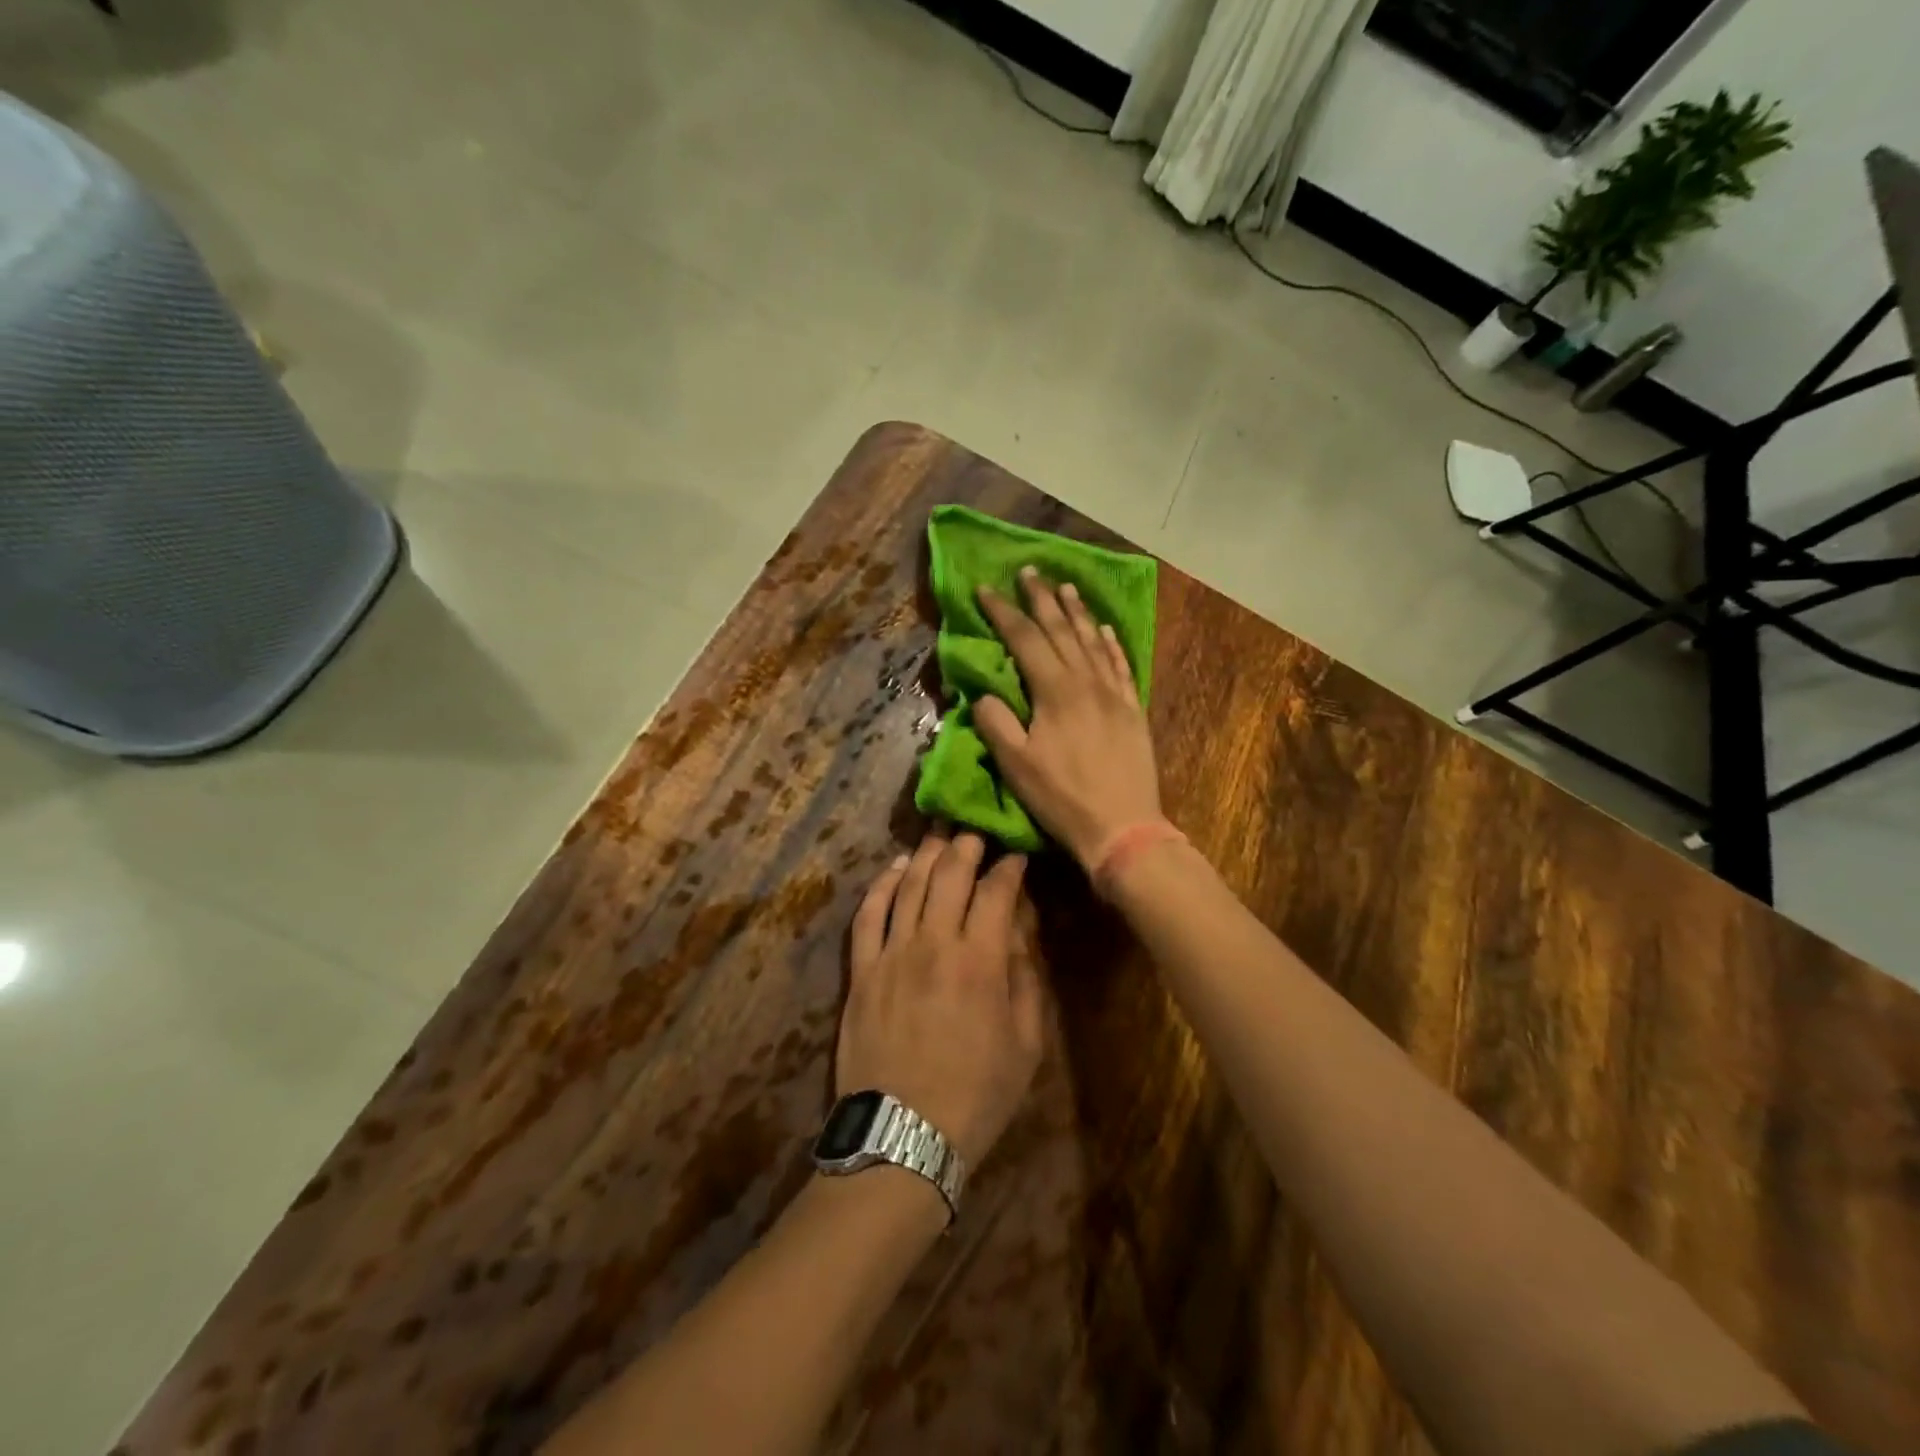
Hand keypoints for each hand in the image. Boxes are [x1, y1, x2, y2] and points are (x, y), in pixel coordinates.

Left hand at [838, 830, 1043, 1167]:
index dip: (1008, 868)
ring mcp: (891, 954)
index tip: (1016, 856)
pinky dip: (881, 885)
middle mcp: (934, 943)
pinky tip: (894, 868)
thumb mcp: (1026, 1046)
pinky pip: (868, 914)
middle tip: (976, 830)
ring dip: (926, 855)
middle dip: (966, 846)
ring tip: (939, 834)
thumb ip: (1024, 981)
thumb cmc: (976, 1095)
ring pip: (908, 885)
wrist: (903, 1135)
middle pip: (949, 876)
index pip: (996, 893)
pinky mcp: (862, 970)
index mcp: (980, 961)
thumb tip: (1017, 934)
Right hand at [974, 567, 1164, 869]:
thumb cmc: (1062, 798)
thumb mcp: (1016, 765)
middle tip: (1029, 571)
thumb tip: (984, 695)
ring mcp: (1114, 694)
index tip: (986, 589)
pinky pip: (1121, 665)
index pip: (1024, 639)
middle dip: (1041, 599)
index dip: (1003, 612)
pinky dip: (1111, 643)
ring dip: (1078, 612)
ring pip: (1094, 641)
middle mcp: (1087, 682)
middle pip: (1061, 630)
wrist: (1123, 827)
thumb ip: (995, 723)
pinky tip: (1106, 629)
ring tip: (1065, 586)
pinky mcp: (1133, 710)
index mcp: (1055, 691)